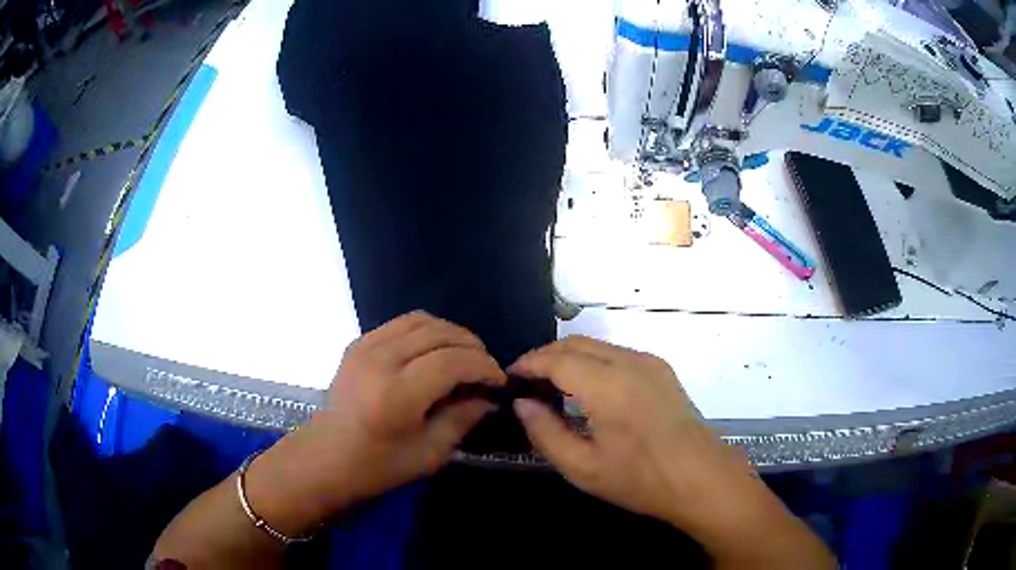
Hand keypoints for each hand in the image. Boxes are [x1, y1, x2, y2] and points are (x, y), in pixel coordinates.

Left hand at [245, 311, 504, 534]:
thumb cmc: (377, 467)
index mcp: (397, 395)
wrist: (323, 459)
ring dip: (451, 334)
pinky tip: (432, 353)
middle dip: (472, 347)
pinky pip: (401, 323)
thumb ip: (463, 418)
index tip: (498, 382)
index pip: (453, 361)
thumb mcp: (429, 453)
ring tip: (463, 357)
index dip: (484, 367)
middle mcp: (380, 361)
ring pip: (422, 320)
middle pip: (440, 333)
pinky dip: (426, 331)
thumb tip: (488, 397)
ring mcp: (365, 347)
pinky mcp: (357, 344)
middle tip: (485, 369)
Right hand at [510, 336, 835, 567]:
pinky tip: (587, 389)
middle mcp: (630, 362)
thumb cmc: (641, 480)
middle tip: (526, 382)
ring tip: (551, 386)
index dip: (528, 363)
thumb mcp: (583, 468)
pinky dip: (592, 362)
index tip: (509, 377)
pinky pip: (617, 354)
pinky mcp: (662, 370)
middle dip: (545, 356)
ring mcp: (650, 362)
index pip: (556, 359)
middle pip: (575, 343)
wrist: (702, 479)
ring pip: (597, 345)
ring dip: (569, 357)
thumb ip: (545, 432)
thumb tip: (522, 403)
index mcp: (608, 385)